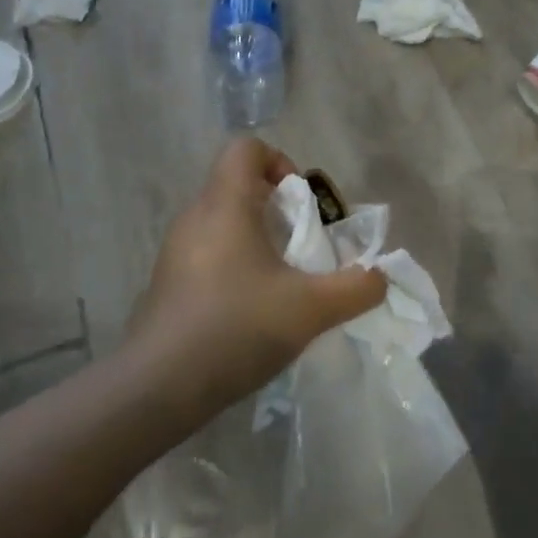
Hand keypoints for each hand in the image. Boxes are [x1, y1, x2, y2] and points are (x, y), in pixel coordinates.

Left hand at [125, 138, 385, 415]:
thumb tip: (379, 277)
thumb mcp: (312, 308)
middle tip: (306, 247)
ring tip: (287, 282)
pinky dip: (239, 266)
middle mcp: (195, 218)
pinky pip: (210, 255)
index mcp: (225, 206)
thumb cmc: (237, 328)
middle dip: (280, 209)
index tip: (303, 204)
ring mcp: (176, 253)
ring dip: (260, 241)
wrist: (158, 388)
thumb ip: (357, 287)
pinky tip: (256, 310)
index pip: (246, 148)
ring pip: (225, 224)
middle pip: (239, 186)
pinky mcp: (170, 285)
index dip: (281, 161)